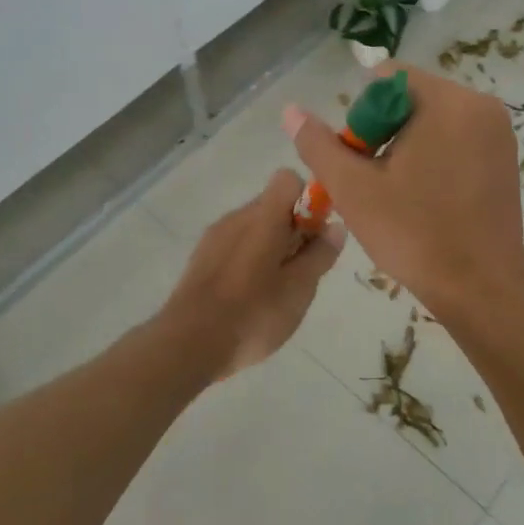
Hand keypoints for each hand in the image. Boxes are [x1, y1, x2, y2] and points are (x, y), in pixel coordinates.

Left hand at [161, 170, 345, 378]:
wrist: (188, 344)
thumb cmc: (253, 314)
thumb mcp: (299, 288)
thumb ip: (319, 254)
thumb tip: (335, 226)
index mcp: (262, 217)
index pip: (288, 180)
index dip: (308, 201)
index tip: (316, 234)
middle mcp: (236, 217)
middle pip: (272, 205)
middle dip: (294, 230)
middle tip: (302, 271)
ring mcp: (214, 237)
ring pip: (254, 227)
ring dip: (272, 247)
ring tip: (277, 290)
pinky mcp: (201, 259)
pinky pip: (235, 246)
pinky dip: (250, 261)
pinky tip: (251, 297)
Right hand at [283, 65, 523, 322]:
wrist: (481, 289)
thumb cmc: (414, 233)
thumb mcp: (354, 188)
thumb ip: (319, 144)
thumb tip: (290, 110)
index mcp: (448, 102)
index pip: (387, 79)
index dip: (362, 115)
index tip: (362, 158)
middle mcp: (481, 106)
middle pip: (411, 98)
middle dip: (384, 132)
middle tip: (375, 181)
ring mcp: (499, 133)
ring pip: (433, 121)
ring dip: (407, 146)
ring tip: (398, 193)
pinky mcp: (506, 158)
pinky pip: (456, 140)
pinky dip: (434, 157)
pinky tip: (426, 197)